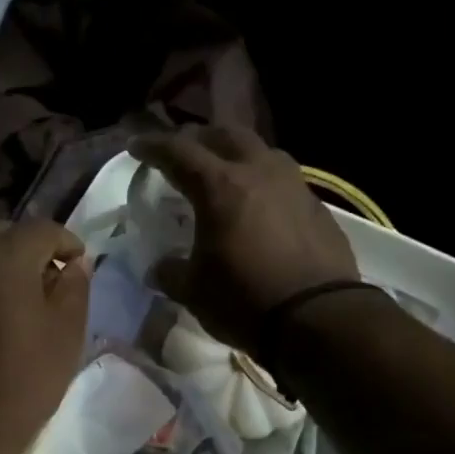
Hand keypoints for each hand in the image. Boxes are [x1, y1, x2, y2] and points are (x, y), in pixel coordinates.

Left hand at [0, 218, 90, 453]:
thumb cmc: (23, 381)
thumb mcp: (66, 334)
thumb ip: (75, 287)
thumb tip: (75, 262)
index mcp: (3, 257)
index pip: (42, 228)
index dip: (67, 242)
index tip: (79, 266)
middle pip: (3, 233)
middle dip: (29, 248)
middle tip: (49, 280)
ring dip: (0, 267)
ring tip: (19, 301)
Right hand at [128, 126, 356, 353]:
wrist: (318, 318)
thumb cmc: (244, 300)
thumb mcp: (194, 291)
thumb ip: (171, 273)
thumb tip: (160, 268)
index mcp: (220, 187)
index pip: (179, 152)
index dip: (153, 146)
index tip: (136, 146)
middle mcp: (259, 173)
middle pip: (226, 135)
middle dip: (199, 138)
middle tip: (183, 151)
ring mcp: (294, 186)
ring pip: (261, 151)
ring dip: (237, 153)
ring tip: (225, 170)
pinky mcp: (318, 207)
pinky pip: (284, 180)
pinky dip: (263, 182)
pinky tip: (260, 204)